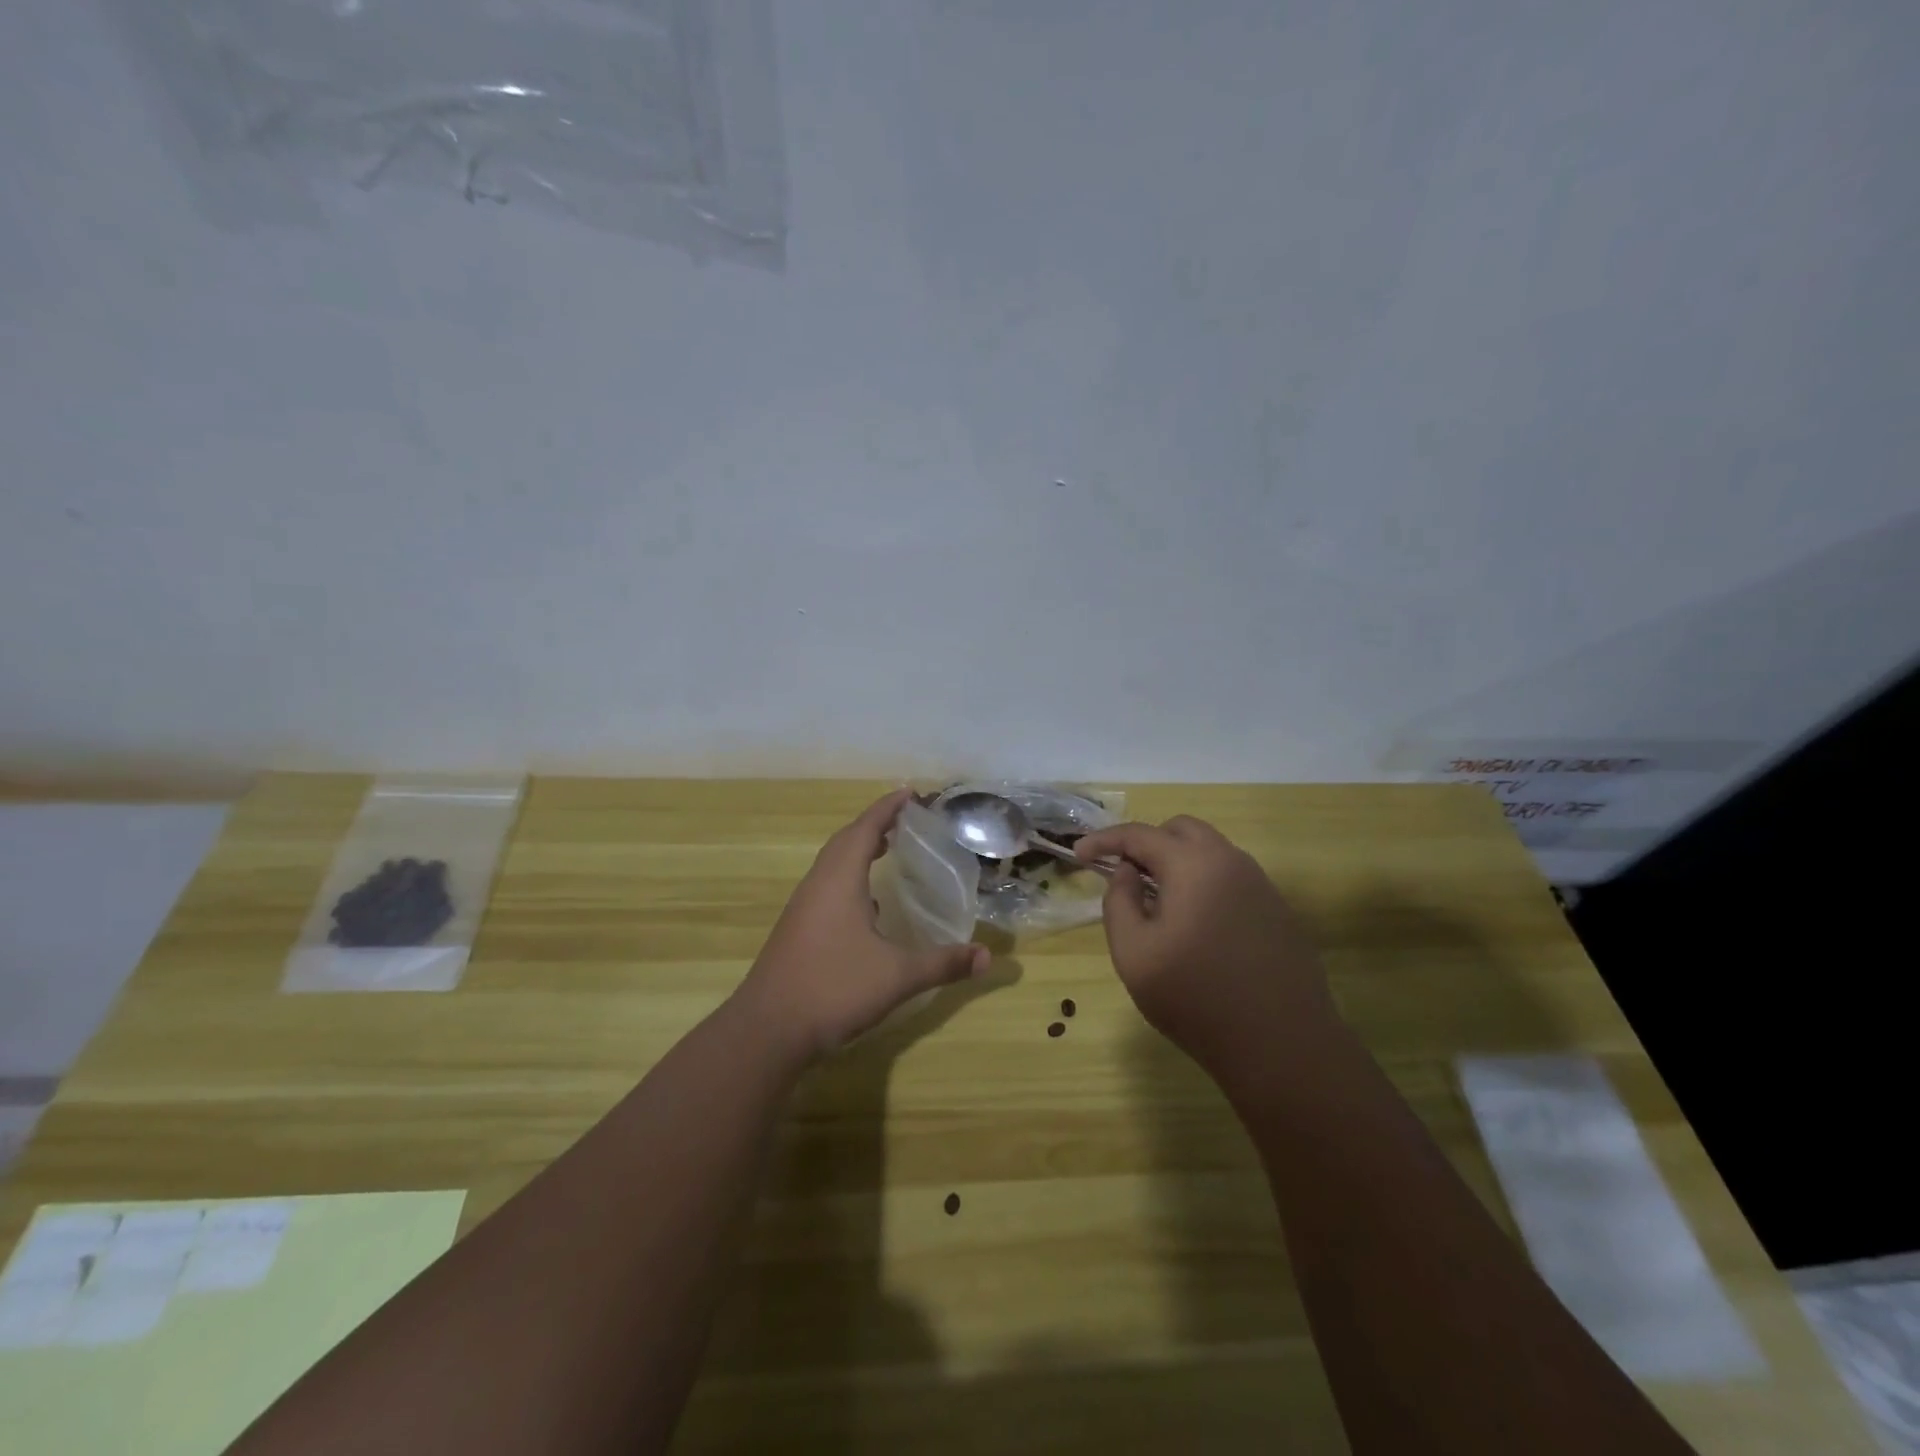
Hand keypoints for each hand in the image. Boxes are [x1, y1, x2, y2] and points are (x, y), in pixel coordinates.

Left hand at [733, 789, 989, 1062]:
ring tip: (886, 850)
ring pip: (832, 865)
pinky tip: (866, 905)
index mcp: (839, 880)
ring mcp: (803, 908)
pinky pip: (826, 887)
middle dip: (874, 824)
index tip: (909, 792)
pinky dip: (848, 878)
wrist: (767, 1030)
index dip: (887, 808)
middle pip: (845, 841)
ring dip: (858, 850)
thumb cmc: (834, 988)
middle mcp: (818, 885)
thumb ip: (943, 963)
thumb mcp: (898, 976)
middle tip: (904, 819)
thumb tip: (988, 958)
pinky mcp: (796, 930)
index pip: (865, 829)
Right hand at [1075, 815, 1334, 1070]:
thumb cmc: (1195, 998)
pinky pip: (1232, 880)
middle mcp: (1231, 862)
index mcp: (1193, 865)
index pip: (1139, 834)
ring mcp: (1261, 885)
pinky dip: (1205, 885)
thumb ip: (1119, 901)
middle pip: (1181, 830)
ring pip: (1211, 852)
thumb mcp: (1133, 953)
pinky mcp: (1277, 911)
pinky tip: (1198, 927)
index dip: (1104, 840)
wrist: (1281, 1046)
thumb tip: (1127, 873)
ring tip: (1159, 904)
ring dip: (1178, 863)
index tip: (1079, 854)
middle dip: (1147, 843)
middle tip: (1126, 876)